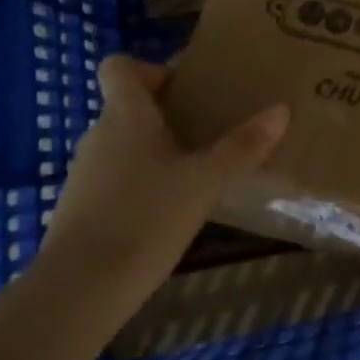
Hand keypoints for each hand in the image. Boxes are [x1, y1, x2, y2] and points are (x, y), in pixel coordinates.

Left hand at [39, 56, 289, 298]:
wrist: (78, 292)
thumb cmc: (145, 218)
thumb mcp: (205, 182)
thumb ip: (243, 146)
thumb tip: (281, 109)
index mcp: (125, 115)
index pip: (119, 67)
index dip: (149, 69)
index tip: (185, 88)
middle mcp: (98, 136)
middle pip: (128, 107)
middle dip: (166, 115)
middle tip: (208, 130)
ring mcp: (83, 175)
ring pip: (122, 146)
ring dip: (154, 152)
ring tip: (194, 173)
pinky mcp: (79, 211)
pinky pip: (113, 181)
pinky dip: (138, 187)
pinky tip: (167, 213)